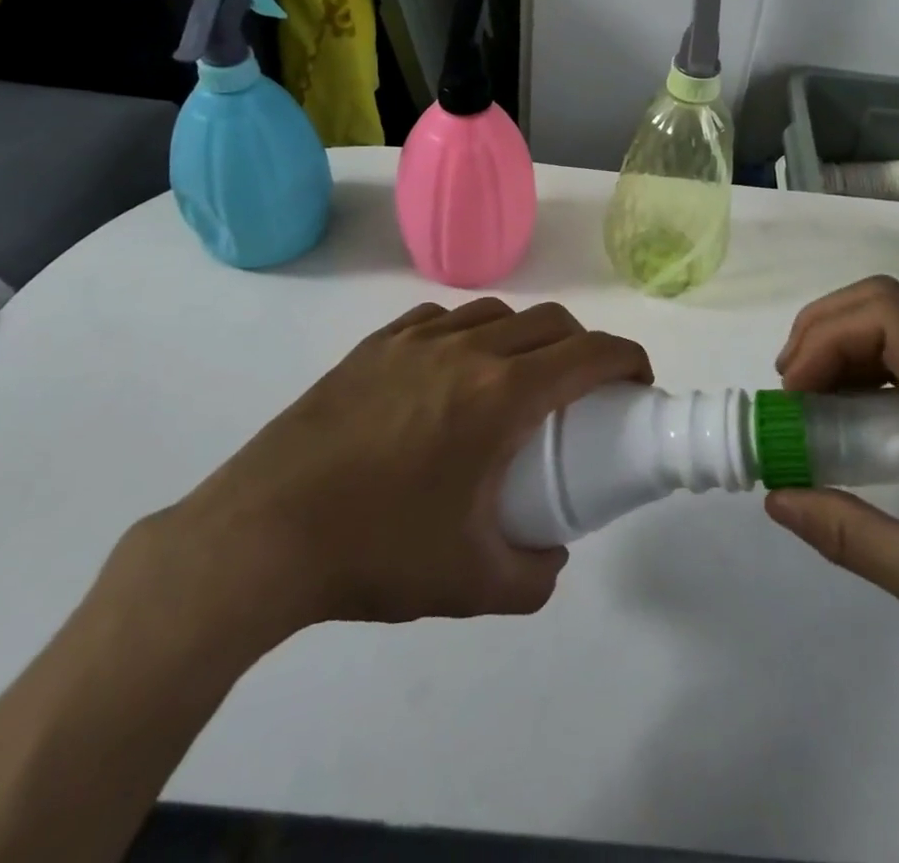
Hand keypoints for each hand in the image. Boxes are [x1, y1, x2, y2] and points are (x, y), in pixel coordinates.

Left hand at [113, 298, 652, 668]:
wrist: (261, 535)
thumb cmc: (375, 554)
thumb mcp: (472, 585)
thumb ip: (534, 576)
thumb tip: (551, 555)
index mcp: (500, 395)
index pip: (589, 353)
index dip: (627, 359)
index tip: (638, 382)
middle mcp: (466, 350)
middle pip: (550, 322)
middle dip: (584, 347)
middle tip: (584, 391)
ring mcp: (415, 341)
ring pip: (497, 313)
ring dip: (527, 336)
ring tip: (517, 380)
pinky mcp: (374, 346)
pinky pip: (442, 320)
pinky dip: (470, 333)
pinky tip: (453, 370)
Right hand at [765, 277, 898, 713]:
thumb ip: (851, 535)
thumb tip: (777, 498)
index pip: (888, 315)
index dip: (826, 338)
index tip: (794, 395)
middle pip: (886, 307)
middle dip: (824, 333)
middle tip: (790, 391)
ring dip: (842, 350)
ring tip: (809, 406)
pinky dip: (866, 374)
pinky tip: (853, 424)